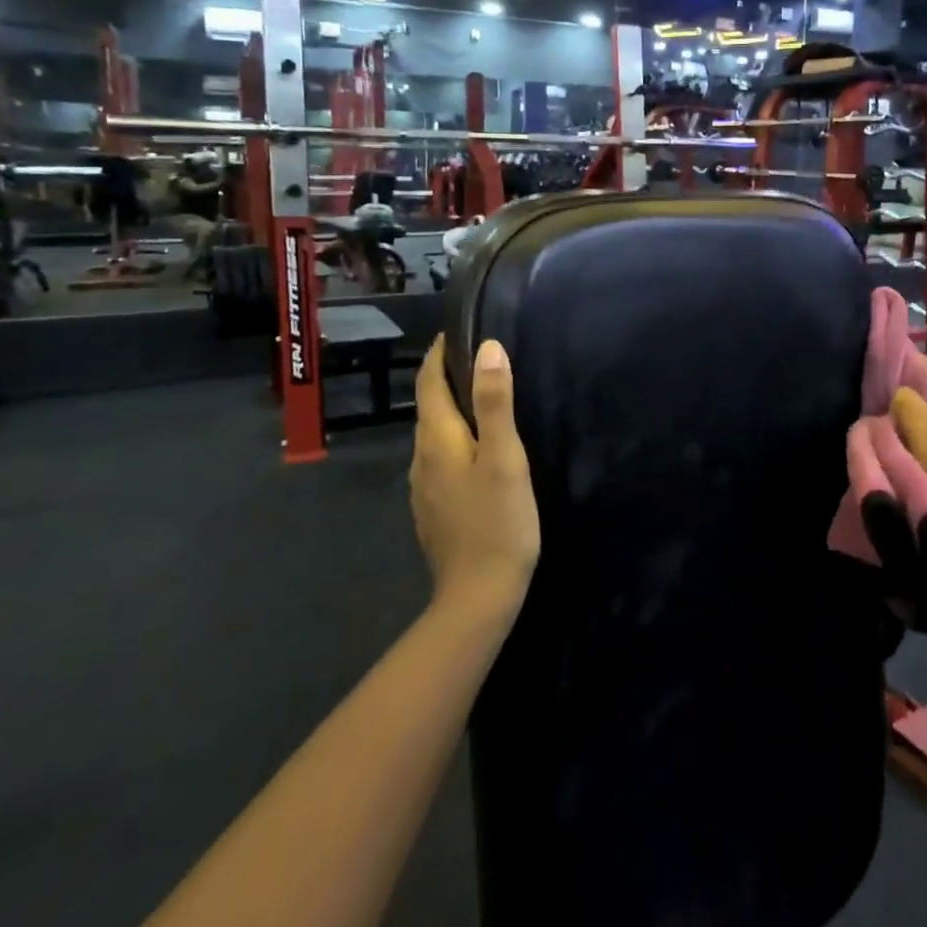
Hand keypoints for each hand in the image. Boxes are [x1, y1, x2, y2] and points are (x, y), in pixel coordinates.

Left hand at [409, 337, 541, 615]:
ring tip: (484, 397)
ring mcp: (424, 488)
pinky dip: (456, 439)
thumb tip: (488, 347)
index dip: (439, 354)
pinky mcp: (434, 509)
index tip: (458, 330)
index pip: (428, 383)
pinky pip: (440, 459)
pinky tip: (478, 450)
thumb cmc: (498, 522)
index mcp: (437, 440)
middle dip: (447, 378)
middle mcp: (421, 459)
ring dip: (452, 410)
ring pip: (434, 435)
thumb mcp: (505, 458)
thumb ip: (495, 402)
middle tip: (480, 358)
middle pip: (429, 407)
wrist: (478, 596)